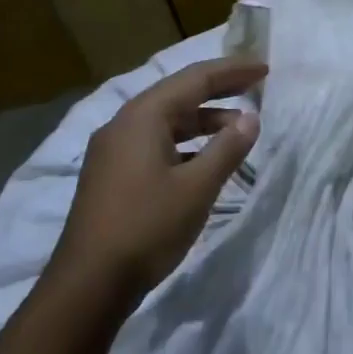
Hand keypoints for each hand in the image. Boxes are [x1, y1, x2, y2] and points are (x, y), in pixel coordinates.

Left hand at [50, 56, 264, 310]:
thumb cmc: (146, 227)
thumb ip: (227, 148)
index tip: (264, 68)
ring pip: (166, 121)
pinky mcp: (111, 175)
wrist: (88, 285)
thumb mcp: (197, 188)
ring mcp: (113, 150)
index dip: (232, 71)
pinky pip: (155, 143)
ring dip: (203, 120)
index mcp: (143, 117)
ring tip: (239, 128)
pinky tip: (204, 160)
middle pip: (178, 94)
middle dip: (219, 90)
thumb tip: (251, 118)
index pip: (195, 78)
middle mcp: (124, 124)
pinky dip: (185, 143)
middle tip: (256, 86)